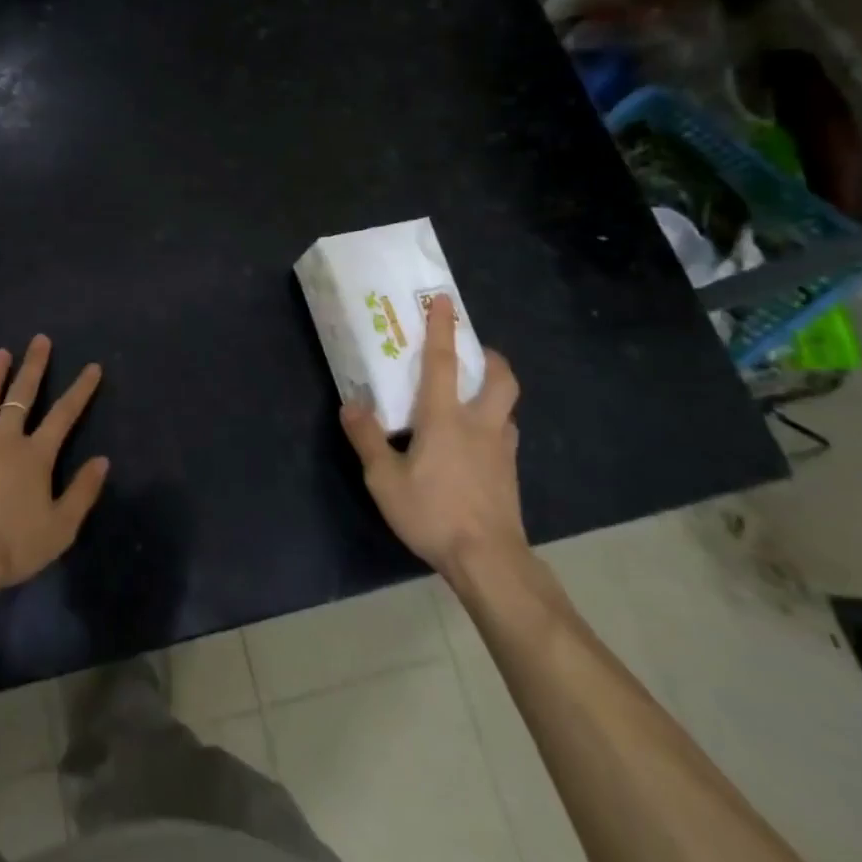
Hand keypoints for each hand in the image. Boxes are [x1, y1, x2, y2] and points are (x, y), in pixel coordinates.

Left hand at [0, 335, 110, 590]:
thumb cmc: (14, 544)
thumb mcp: (61, 527)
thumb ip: (82, 491)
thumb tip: (102, 460)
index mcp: (34, 455)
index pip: (64, 414)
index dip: (80, 390)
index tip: (92, 366)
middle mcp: (3, 441)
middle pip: (20, 397)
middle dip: (33, 367)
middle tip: (39, 340)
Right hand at [340, 296, 525, 582]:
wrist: (489, 561)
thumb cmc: (433, 512)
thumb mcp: (384, 479)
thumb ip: (367, 438)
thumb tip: (351, 405)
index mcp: (445, 417)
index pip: (443, 362)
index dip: (442, 328)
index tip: (444, 300)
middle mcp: (480, 424)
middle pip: (500, 378)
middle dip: (491, 358)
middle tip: (475, 353)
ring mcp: (501, 450)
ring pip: (507, 407)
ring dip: (494, 392)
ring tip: (474, 398)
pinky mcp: (510, 474)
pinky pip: (506, 436)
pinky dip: (495, 426)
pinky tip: (477, 444)